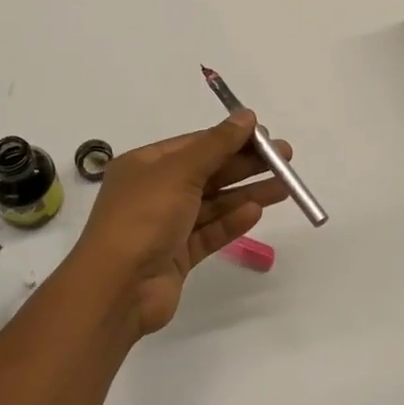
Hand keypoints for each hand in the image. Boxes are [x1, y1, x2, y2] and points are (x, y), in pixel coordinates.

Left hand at [68, 112, 292, 335]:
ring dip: (246, 193)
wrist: (118, 287)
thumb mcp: (179, 171)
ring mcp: (166, 225)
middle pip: (207, 172)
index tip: (265, 136)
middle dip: (245, 165)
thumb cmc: (143, 217)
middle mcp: (154, 191)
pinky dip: (232, 221)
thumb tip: (246, 117)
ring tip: (285, 186)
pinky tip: (257, 211)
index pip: (194, 144)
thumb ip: (216, 145)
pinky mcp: (178, 255)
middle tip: (286, 159)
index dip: (230, 138)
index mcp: (145, 165)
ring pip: (213, 203)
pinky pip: (209, 232)